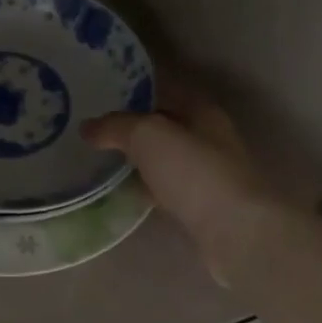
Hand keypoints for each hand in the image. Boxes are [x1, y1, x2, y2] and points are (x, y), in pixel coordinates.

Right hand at [83, 80, 282, 283]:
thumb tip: (87, 127)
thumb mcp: (146, 136)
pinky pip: (169, 189)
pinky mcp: (205, 207)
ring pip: (167, 159)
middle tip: (99, 131)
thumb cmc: (193, 171)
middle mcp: (210, 138)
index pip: (166, 90)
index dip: (137, 90)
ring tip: (106, 161)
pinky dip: (150, 188)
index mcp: (202, 111)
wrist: (234, 232)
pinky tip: (128, 193)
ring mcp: (209, 174)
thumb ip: (115, 127)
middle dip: (136, 128)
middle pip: (167, 125)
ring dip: (142, 160)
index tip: (105, 95)